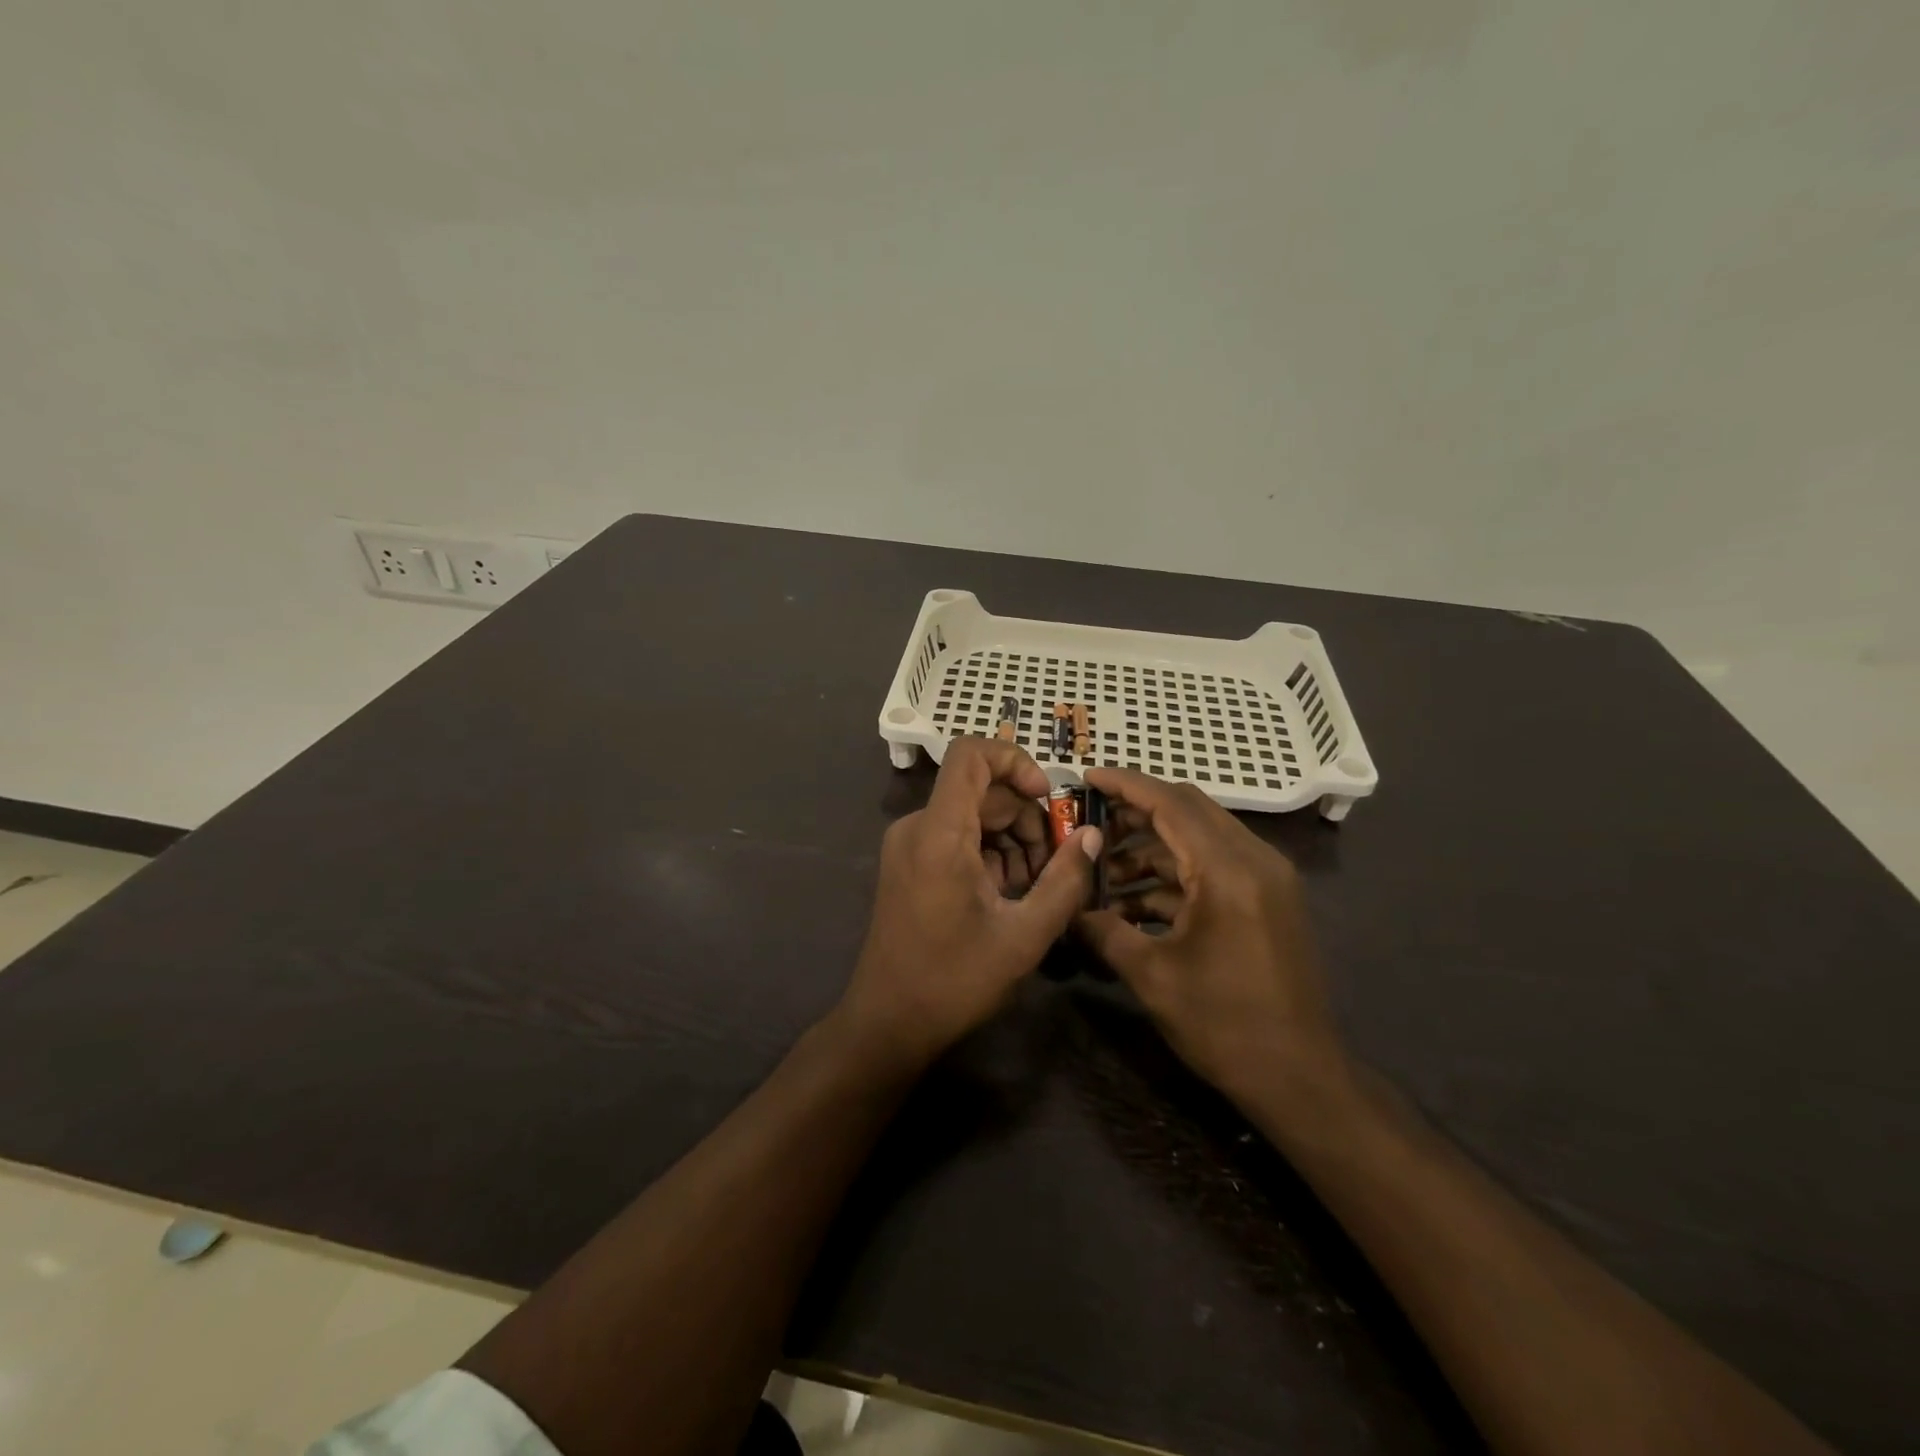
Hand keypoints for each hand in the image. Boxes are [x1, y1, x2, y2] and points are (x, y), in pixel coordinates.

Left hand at [837, 737, 1102, 1069]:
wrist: (888, 1022)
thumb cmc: (954, 980)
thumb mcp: (1024, 934)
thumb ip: (1065, 880)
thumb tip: (1092, 835)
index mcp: (939, 832)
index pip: (971, 753)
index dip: (1015, 760)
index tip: (1047, 798)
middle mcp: (918, 827)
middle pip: (982, 790)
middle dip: (1027, 818)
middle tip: (1056, 865)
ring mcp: (910, 845)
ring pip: (973, 815)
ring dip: (1012, 840)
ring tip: (1034, 889)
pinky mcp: (910, 864)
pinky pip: (958, 837)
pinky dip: (990, 853)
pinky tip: (1009, 895)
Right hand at [1077, 767, 1347, 1108]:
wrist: (1301, 1078)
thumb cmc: (1225, 1025)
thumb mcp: (1152, 976)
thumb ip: (1103, 931)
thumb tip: (1065, 910)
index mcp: (1228, 870)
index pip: (1170, 804)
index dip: (1125, 785)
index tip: (1086, 776)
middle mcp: (1254, 860)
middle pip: (1188, 810)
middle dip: (1135, 811)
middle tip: (1089, 821)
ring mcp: (1265, 879)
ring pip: (1198, 839)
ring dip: (1151, 848)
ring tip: (1102, 873)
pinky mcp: (1266, 899)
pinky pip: (1213, 867)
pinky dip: (1173, 875)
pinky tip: (1134, 902)